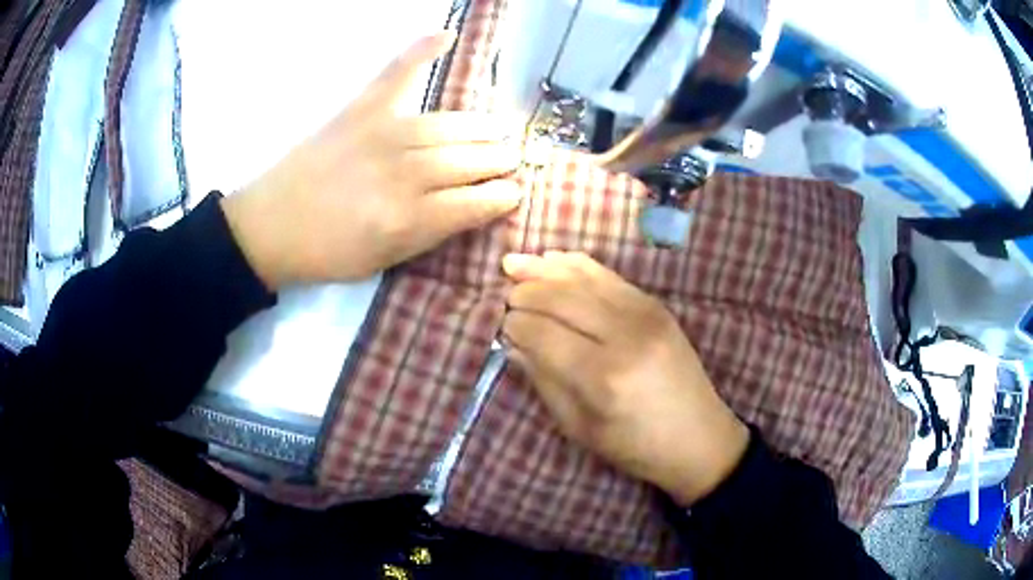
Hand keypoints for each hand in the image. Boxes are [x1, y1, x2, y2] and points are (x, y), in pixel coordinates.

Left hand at [222, 32, 523, 288]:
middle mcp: (403, 172)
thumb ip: (431, 233)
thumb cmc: (328, 252)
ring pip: (451, 125)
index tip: (515, 193)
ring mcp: (382, 134)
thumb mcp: (384, 260)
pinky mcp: (360, 110)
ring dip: (484, 128)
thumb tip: (473, 207)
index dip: (503, 196)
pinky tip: (446, 35)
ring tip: (500, 130)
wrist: (269, 226)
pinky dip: (420, 51)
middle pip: (469, 160)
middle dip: (500, 160)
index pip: (476, 202)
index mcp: (409, 219)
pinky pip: (397, 74)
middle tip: (513, 159)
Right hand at [501, 251, 748, 505]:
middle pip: (561, 298)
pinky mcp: (656, 305)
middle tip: (504, 296)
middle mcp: (625, 335)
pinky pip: (608, 275)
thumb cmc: (635, 446)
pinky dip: (577, 265)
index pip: (543, 334)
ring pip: (583, 279)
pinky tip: (553, 259)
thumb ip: (544, 381)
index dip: (514, 325)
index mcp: (603, 377)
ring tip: (514, 264)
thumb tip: (513, 343)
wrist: (699, 437)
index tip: (500, 326)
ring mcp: (645, 314)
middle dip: (525, 293)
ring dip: (544, 269)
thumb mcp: (579, 428)